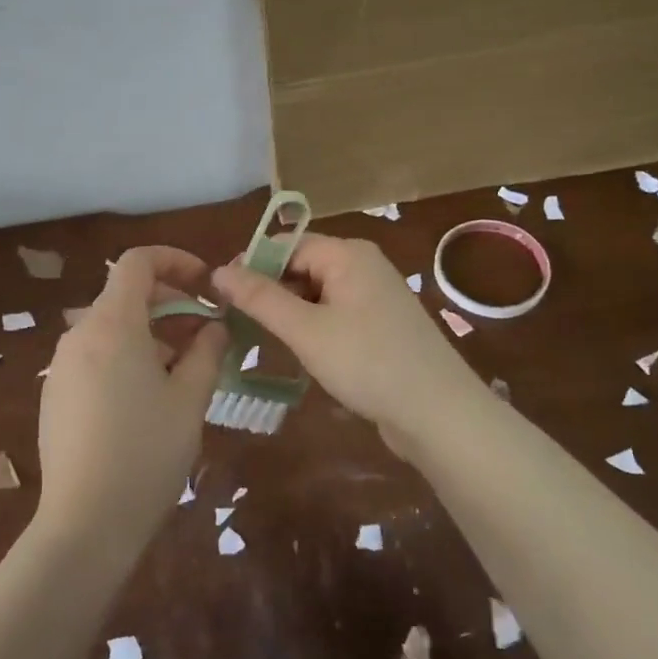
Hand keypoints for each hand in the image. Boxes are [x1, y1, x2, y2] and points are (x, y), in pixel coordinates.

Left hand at [35, 246, 227, 556]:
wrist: (85, 523)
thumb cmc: (147, 452)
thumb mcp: (190, 398)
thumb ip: (207, 351)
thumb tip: (215, 326)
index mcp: (112, 324)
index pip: (137, 262)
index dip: (175, 260)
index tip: (205, 284)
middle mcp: (79, 334)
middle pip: (125, 294)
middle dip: (169, 302)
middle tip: (205, 331)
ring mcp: (61, 366)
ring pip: (111, 328)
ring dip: (150, 332)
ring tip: (183, 368)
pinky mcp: (54, 395)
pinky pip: (94, 356)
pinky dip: (125, 356)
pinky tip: (147, 397)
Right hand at [211, 233, 490, 455]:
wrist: (438, 414)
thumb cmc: (368, 363)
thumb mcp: (306, 330)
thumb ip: (261, 298)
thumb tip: (219, 270)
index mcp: (348, 254)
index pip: (288, 245)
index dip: (253, 265)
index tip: (221, 296)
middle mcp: (363, 265)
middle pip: (303, 266)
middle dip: (271, 291)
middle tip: (237, 323)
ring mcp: (375, 296)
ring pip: (317, 293)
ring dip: (290, 313)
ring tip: (263, 340)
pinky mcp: (380, 325)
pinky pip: (335, 314)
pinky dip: (313, 328)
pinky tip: (300, 353)